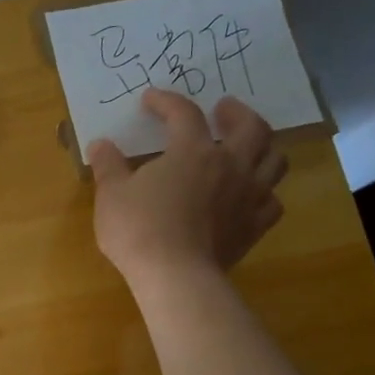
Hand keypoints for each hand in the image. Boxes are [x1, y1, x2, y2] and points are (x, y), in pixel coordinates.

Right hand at [87, 90, 287, 285]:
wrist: (174, 275)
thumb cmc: (138, 228)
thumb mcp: (111, 194)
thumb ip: (108, 165)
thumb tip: (100, 144)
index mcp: (192, 151)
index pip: (184, 113)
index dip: (167, 102)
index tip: (150, 99)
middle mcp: (229, 165)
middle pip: (252, 127)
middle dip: (238, 112)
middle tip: (224, 109)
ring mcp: (248, 196)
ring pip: (274, 160)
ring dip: (263, 147)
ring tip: (247, 146)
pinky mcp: (255, 226)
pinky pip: (273, 201)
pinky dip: (265, 192)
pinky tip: (252, 194)